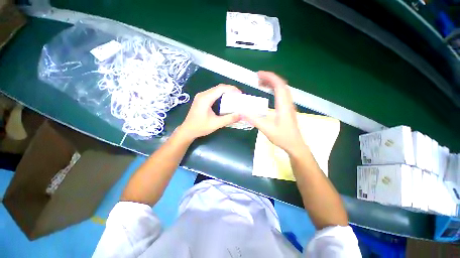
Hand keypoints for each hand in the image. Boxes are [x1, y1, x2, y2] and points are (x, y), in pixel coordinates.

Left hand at [178, 84, 241, 139]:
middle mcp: (202, 94)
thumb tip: (241, 115)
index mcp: (205, 98)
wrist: (187, 130)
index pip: (220, 88)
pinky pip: (213, 94)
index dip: (231, 89)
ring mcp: (201, 96)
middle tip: (238, 97)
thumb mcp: (216, 124)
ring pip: (216, 90)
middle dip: (230, 90)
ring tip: (234, 98)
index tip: (240, 94)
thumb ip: (229, 119)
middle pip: (218, 88)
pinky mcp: (201, 100)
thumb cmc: (200, 127)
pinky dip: (220, 96)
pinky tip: (225, 101)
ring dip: (225, 93)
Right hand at [243, 71, 304, 153]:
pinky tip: (268, 92)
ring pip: (282, 89)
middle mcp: (287, 102)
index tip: (259, 74)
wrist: (295, 145)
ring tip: (261, 84)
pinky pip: (282, 94)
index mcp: (283, 105)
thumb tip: (242, 111)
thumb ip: (254, 119)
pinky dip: (274, 90)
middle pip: (281, 84)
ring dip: (272, 84)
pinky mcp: (287, 109)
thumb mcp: (266, 129)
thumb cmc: (282, 137)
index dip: (269, 77)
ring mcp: (289, 105)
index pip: (279, 85)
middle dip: (269, 78)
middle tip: (257, 78)